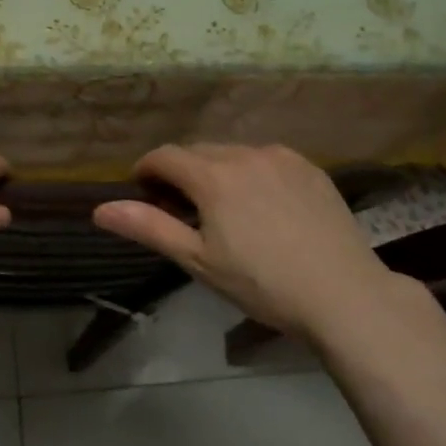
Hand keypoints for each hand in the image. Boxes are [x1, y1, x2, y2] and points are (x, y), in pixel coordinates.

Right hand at [94, 144, 418, 341]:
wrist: (344, 294)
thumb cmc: (262, 284)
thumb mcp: (198, 261)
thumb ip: (148, 227)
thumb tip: (100, 209)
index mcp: (214, 175)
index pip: (165, 156)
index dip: (146, 170)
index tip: (142, 191)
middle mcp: (246, 154)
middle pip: (199, 151)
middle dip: (181, 172)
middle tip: (181, 208)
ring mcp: (283, 157)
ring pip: (234, 153)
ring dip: (217, 170)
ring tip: (223, 208)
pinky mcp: (310, 168)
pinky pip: (267, 159)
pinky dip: (251, 173)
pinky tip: (263, 206)